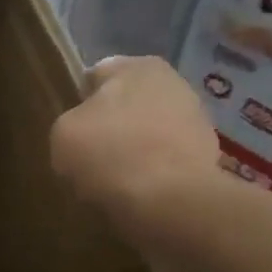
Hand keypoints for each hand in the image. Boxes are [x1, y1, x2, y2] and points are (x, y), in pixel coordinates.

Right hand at [50, 57, 224, 225]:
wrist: (172, 204)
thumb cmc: (112, 154)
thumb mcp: (63, 134)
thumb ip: (70, 124)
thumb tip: (83, 138)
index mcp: (138, 66)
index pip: (96, 76)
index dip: (79, 104)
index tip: (71, 133)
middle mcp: (173, 84)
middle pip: (126, 107)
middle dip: (110, 129)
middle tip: (88, 160)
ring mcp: (196, 123)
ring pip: (146, 137)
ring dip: (131, 154)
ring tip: (109, 185)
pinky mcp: (207, 160)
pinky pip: (164, 165)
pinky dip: (151, 177)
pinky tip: (134, 197)